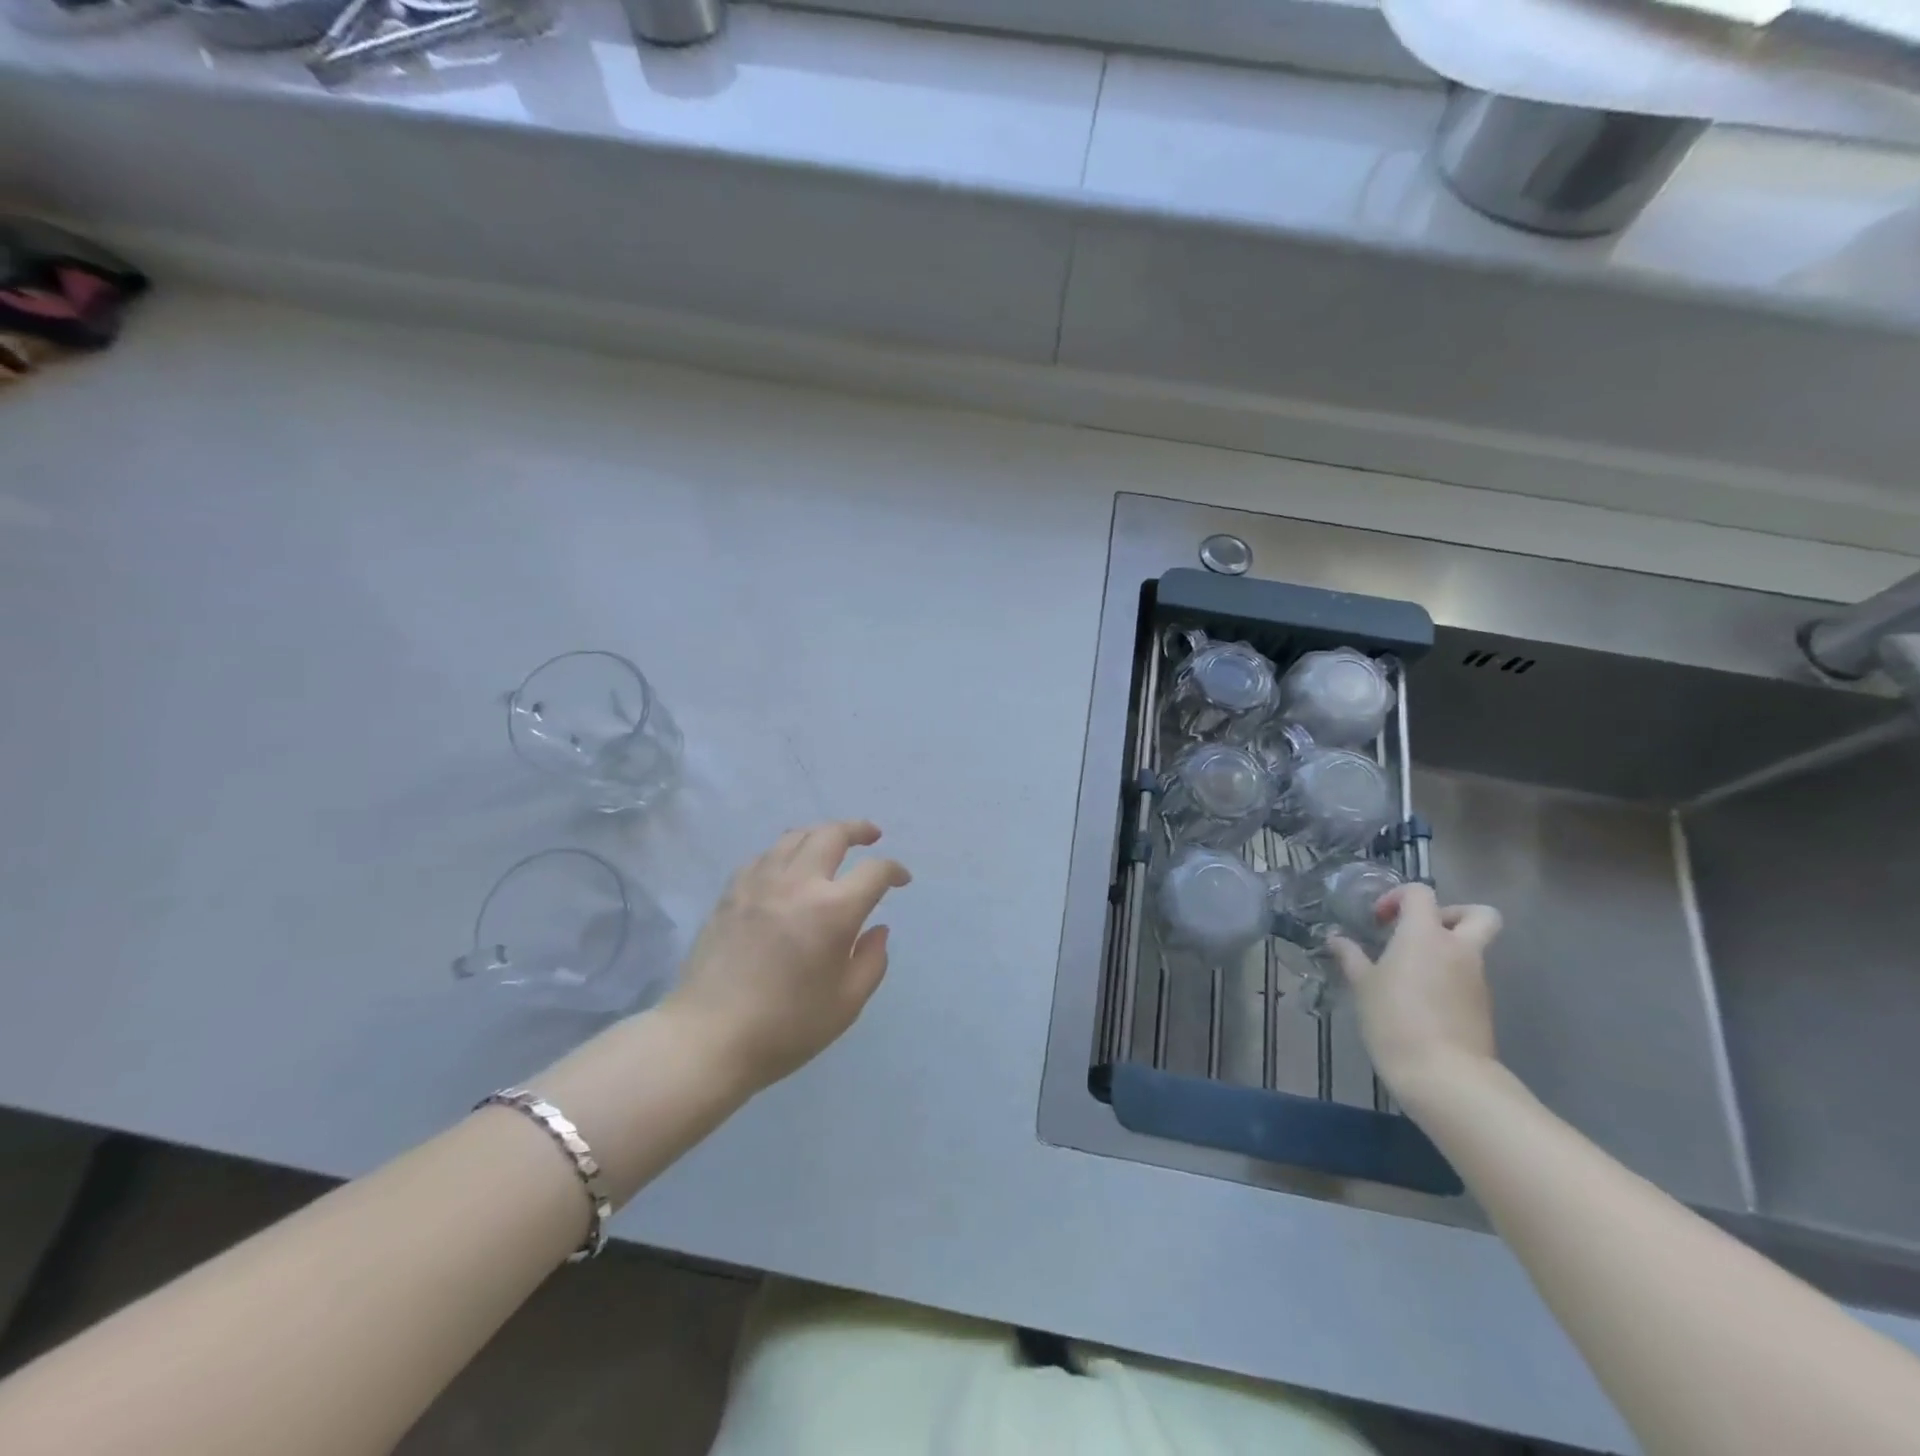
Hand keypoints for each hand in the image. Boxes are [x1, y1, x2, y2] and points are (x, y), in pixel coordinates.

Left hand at [664, 820, 910, 1092]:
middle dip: (858, 830)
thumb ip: (871, 961)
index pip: (874, 871)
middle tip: (871, 836)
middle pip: (832, 834)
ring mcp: (759, 883)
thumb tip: (878, 929)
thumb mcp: (846, 1004)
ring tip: (831, 844)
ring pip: (795, 836)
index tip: (901, 880)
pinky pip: (765, 855)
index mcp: (833, 910)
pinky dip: (786, 852)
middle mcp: (798, 883)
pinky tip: (788, 868)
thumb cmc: (786, 1027)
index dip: (894, 870)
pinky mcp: (731, 892)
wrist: (708, 1037)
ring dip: (821, 834)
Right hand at [1327, 884, 1502, 1108]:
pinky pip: (1468, 977)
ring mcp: (1477, 978)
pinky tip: (1421, 1000)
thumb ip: (1351, 957)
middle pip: (1477, 913)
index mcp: (1425, 934)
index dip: (1398, 897)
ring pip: (1472, 948)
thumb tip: (1336, 939)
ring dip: (1446, 950)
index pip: (1420, 893)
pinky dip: (1449, 978)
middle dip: (1452, 913)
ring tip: (1410, 972)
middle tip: (1420, 931)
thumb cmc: (1394, 1019)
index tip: (1379, 920)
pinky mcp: (1482, 1005)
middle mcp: (1458, 949)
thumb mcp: (1362, 985)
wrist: (1444, 1075)